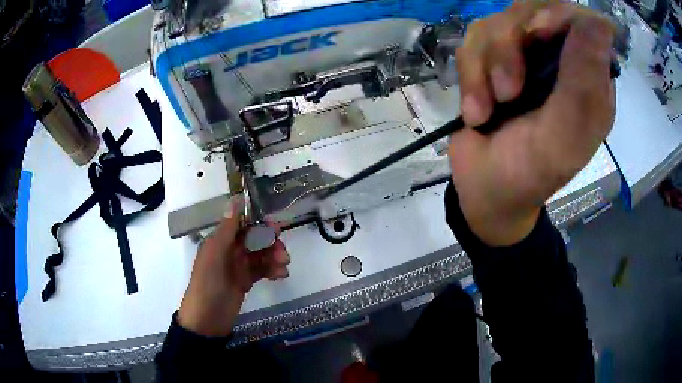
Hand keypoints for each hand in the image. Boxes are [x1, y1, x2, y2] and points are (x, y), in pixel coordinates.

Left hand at [178, 197, 290, 335]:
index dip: (259, 223)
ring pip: (261, 255)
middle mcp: (229, 251)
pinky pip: (262, 270)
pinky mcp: (245, 282)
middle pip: (255, 240)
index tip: (277, 226)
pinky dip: (272, 270)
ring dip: (274, 257)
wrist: (207, 319)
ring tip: (284, 266)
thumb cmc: (208, 283)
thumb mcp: (215, 254)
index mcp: (220, 241)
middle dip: (270, 243)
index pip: (242, 225)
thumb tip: (235, 200)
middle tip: (283, 252)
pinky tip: (281, 275)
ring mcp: (238, 267)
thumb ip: (227, 229)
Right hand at [449, 2, 615, 245]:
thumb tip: (601, 22)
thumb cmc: (531, 174)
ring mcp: (524, 57)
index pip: (580, 19)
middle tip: (508, 91)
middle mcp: (560, 60)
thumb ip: (583, 81)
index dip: (557, 15)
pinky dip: (470, 76)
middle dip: (510, 46)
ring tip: (489, 110)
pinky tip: (476, 111)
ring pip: (496, 24)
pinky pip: (472, 42)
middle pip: (531, 10)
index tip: (537, 35)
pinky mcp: (492, 61)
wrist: (485, 191)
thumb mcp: (564, 135)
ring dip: (486, 67)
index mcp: (589, 79)